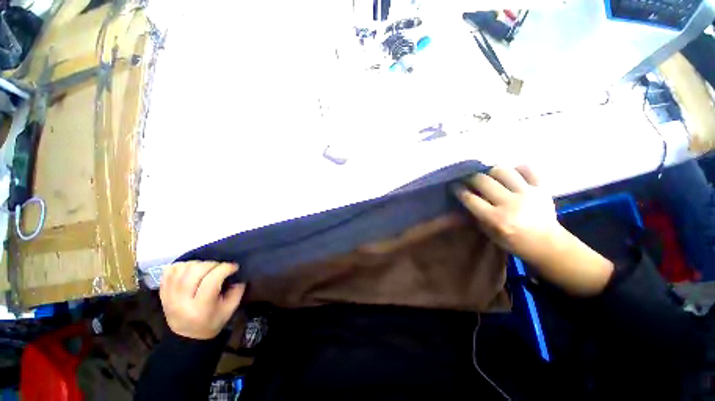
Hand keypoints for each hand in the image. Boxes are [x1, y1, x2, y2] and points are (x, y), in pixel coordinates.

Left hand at [159, 261, 244, 338]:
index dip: (225, 268)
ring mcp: (168, 296)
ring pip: (183, 268)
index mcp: (200, 308)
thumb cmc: (211, 322)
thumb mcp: (230, 309)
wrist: (187, 336)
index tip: (234, 267)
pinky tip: (191, 270)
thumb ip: (237, 290)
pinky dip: (182, 266)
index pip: (212, 280)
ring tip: (206, 269)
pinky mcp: (162, 292)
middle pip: (195, 271)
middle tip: (220, 267)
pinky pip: (170, 270)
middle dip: (212, 264)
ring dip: (198, 264)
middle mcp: (181, 301)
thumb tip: (238, 273)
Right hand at [453, 166, 613, 295]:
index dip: (458, 189)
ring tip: (489, 176)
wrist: (547, 244)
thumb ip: (477, 215)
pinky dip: (518, 169)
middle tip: (469, 179)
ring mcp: (527, 194)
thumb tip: (467, 198)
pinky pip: (528, 169)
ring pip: (503, 171)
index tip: (454, 185)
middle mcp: (510, 203)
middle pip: (483, 181)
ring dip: (491, 171)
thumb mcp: (489, 233)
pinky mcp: (541, 188)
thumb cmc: (514, 242)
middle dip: (471, 178)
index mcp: (495, 218)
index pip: (470, 198)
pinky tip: (512, 174)